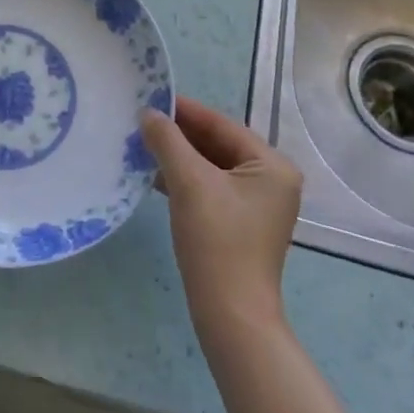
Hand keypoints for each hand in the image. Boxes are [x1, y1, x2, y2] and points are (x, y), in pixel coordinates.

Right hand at [141, 97, 303, 334]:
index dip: (185, 110)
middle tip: (141, 120)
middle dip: (179, 135)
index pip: (223, 125)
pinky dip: (183, 180)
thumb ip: (168, 141)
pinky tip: (153, 175)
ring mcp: (256, 204)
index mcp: (272, 166)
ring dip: (177, 156)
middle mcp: (271, 180)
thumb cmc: (216, 241)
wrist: (230, 315)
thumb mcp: (189, 183)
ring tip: (141, 144)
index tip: (151, 97)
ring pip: (211, 167)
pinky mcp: (239, 224)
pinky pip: (209, 188)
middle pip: (217, 145)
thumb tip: (147, 113)